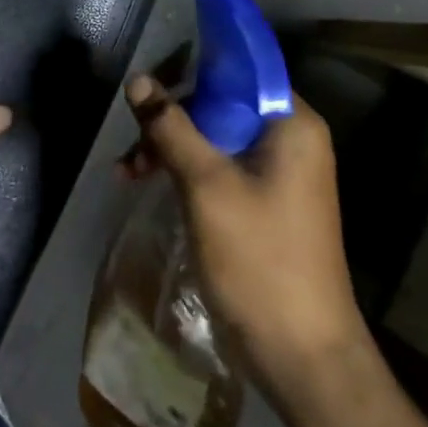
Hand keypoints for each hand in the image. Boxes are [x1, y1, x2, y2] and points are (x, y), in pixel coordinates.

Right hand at [122, 77, 366, 390]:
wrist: (300, 355)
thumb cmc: (259, 259)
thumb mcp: (206, 185)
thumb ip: (171, 127)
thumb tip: (138, 80)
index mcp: (292, 125)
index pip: (240, 71)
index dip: (193, 71)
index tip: (151, 85)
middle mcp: (290, 140)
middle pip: (221, 105)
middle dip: (172, 119)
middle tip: (133, 143)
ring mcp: (278, 174)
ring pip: (214, 138)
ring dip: (170, 148)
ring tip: (127, 172)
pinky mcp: (262, 203)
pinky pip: (218, 168)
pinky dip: (184, 172)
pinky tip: (144, 184)